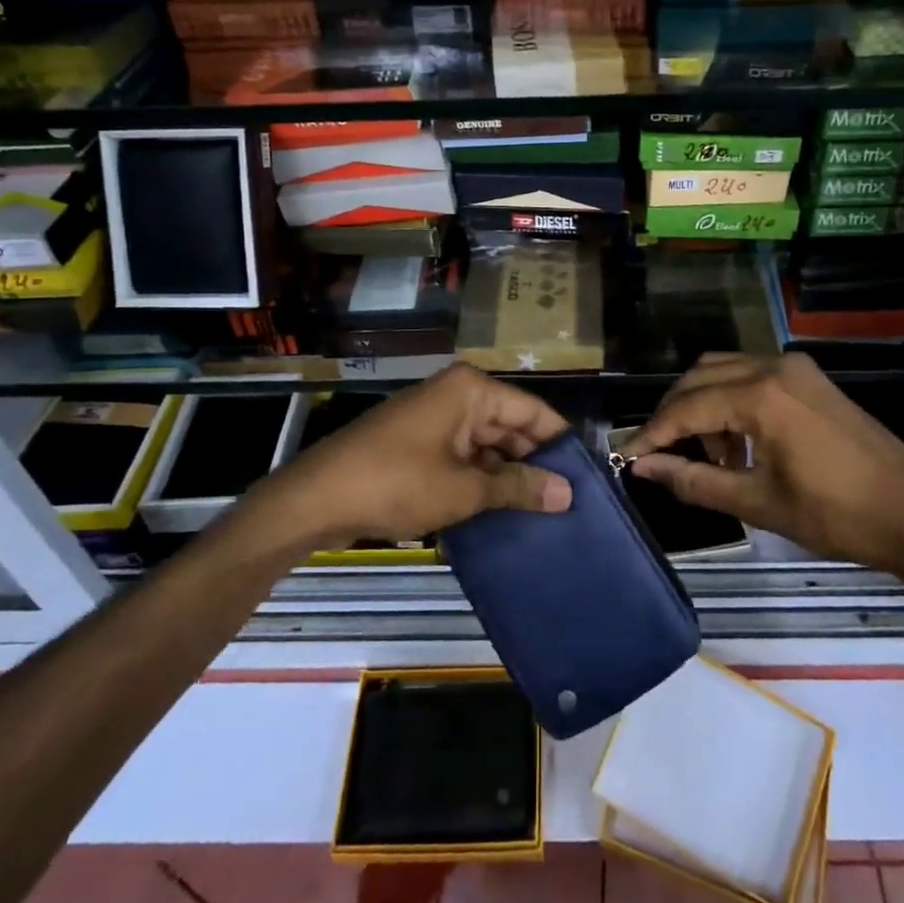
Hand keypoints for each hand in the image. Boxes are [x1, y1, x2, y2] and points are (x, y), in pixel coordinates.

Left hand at [266, 363, 573, 546]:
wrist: (317, 498)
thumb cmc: (397, 483)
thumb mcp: (464, 489)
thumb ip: (518, 487)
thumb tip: (566, 493)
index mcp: (472, 390)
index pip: (533, 411)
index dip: (560, 444)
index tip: (586, 478)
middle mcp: (457, 394)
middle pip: (511, 426)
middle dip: (535, 463)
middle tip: (568, 503)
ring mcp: (436, 417)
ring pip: (487, 444)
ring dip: (508, 475)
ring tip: (543, 512)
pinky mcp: (420, 442)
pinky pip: (463, 455)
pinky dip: (481, 479)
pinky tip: (502, 510)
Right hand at [620, 353, 903, 578]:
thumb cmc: (837, 514)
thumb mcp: (759, 502)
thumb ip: (694, 481)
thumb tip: (644, 468)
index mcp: (759, 394)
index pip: (686, 407)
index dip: (652, 432)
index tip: (626, 456)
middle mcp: (773, 366)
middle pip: (700, 377)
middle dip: (674, 414)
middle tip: (661, 455)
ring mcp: (795, 368)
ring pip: (725, 371)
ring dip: (703, 406)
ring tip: (709, 458)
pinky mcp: (811, 379)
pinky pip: (753, 377)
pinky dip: (732, 401)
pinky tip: (741, 444)